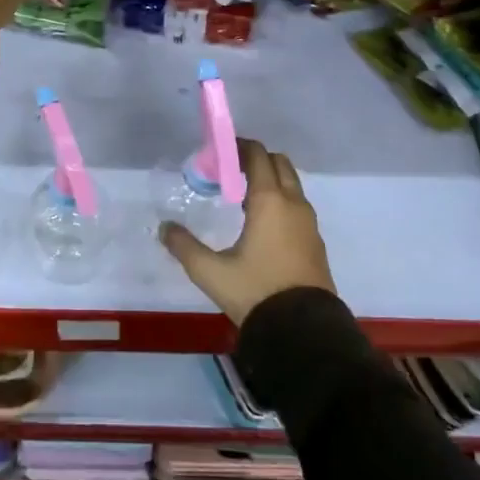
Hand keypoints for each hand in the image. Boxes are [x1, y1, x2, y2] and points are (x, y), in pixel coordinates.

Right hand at [161, 139, 336, 324]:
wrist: (304, 332)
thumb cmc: (256, 292)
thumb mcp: (212, 272)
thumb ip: (184, 247)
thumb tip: (164, 228)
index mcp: (270, 201)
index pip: (258, 156)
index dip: (239, 147)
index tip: (220, 152)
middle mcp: (293, 204)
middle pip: (279, 163)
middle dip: (256, 160)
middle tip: (230, 172)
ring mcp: (308, 223)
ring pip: (291, 184)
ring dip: (270, 180)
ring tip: (242, 198)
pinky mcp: (315, 242)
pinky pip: (297, 206)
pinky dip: (281, 200)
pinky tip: (261, 224)